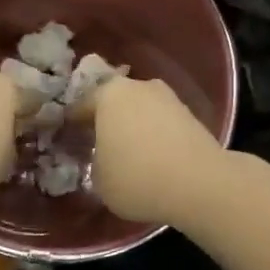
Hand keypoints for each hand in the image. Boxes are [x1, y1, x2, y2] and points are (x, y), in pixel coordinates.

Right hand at [85, 76, 225, 226]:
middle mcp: (137, 86)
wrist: (200, 183)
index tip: (68, 142)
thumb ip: (94, 162)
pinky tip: (153, 158)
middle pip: (114, 103)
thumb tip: (101, 158)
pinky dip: (155, 136)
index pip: (80, 107)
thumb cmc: (137, 177)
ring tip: (129, 154)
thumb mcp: (99, 180)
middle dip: (106, 122)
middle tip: (98, 146)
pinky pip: (161, 123)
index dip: (72, 126)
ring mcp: (168, 97)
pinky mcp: (191, 114)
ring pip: (140, 111)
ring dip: (133, 127)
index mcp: (107, 95)